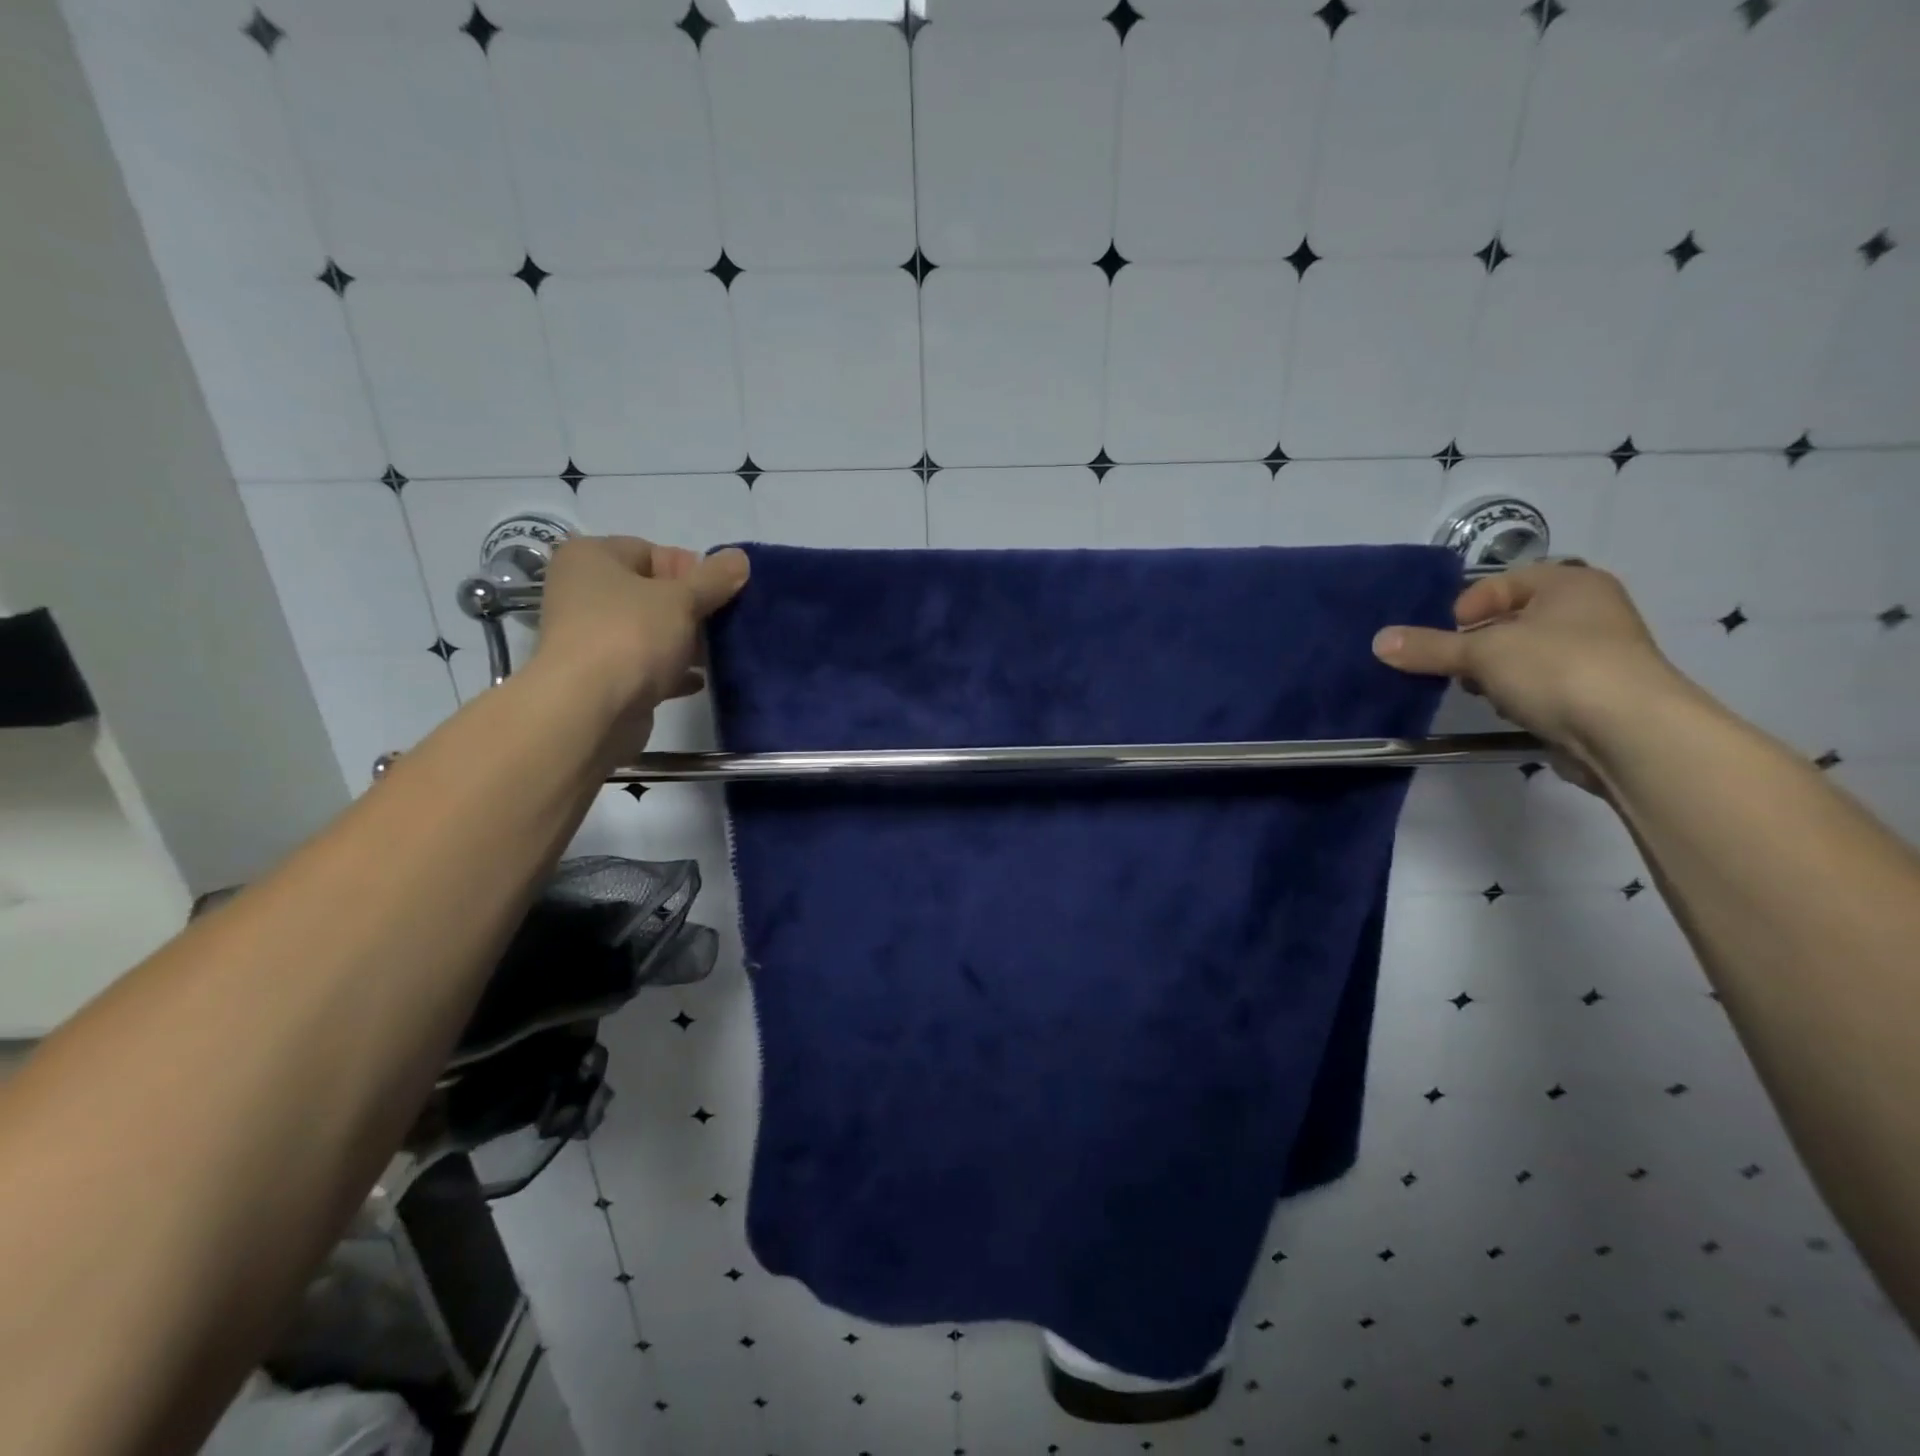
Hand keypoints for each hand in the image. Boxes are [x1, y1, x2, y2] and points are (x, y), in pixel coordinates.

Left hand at [531, 535, 749, 754]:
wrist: (590, 710)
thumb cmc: (631, 635)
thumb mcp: (681, 599)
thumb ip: (714, 578)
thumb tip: (740, 557)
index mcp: (591, 558)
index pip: (651, 551)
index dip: (690, 570)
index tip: (719, 593)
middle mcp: (583, 592)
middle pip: (652, 593)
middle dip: (692, 609)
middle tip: (724, 624)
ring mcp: (591, 637)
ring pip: (650, 631)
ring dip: (685, 642)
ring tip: (718, 653)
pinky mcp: (602, 677)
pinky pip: (645, 666)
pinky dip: (672, 671)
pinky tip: (699, 680)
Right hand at [1371, 562, 1682, 769]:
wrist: (1629, 733)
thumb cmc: (1557, 669)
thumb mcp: (1481, 653)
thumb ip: (1429, 647)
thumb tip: (1379, 641)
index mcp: (1572, 584)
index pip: (1505, 582)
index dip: (1469, 605)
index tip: (1450, 633)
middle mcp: (1590, 611)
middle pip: (1512, 620)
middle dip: (1478, 644)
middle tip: (1456, 665)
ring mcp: (1598, 654)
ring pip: (1525, 656)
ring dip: (1496, 673)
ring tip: (1482, 692)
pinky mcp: (1596, 695)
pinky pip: (1543, 686)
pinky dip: (1521, 695)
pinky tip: (1511, 711)